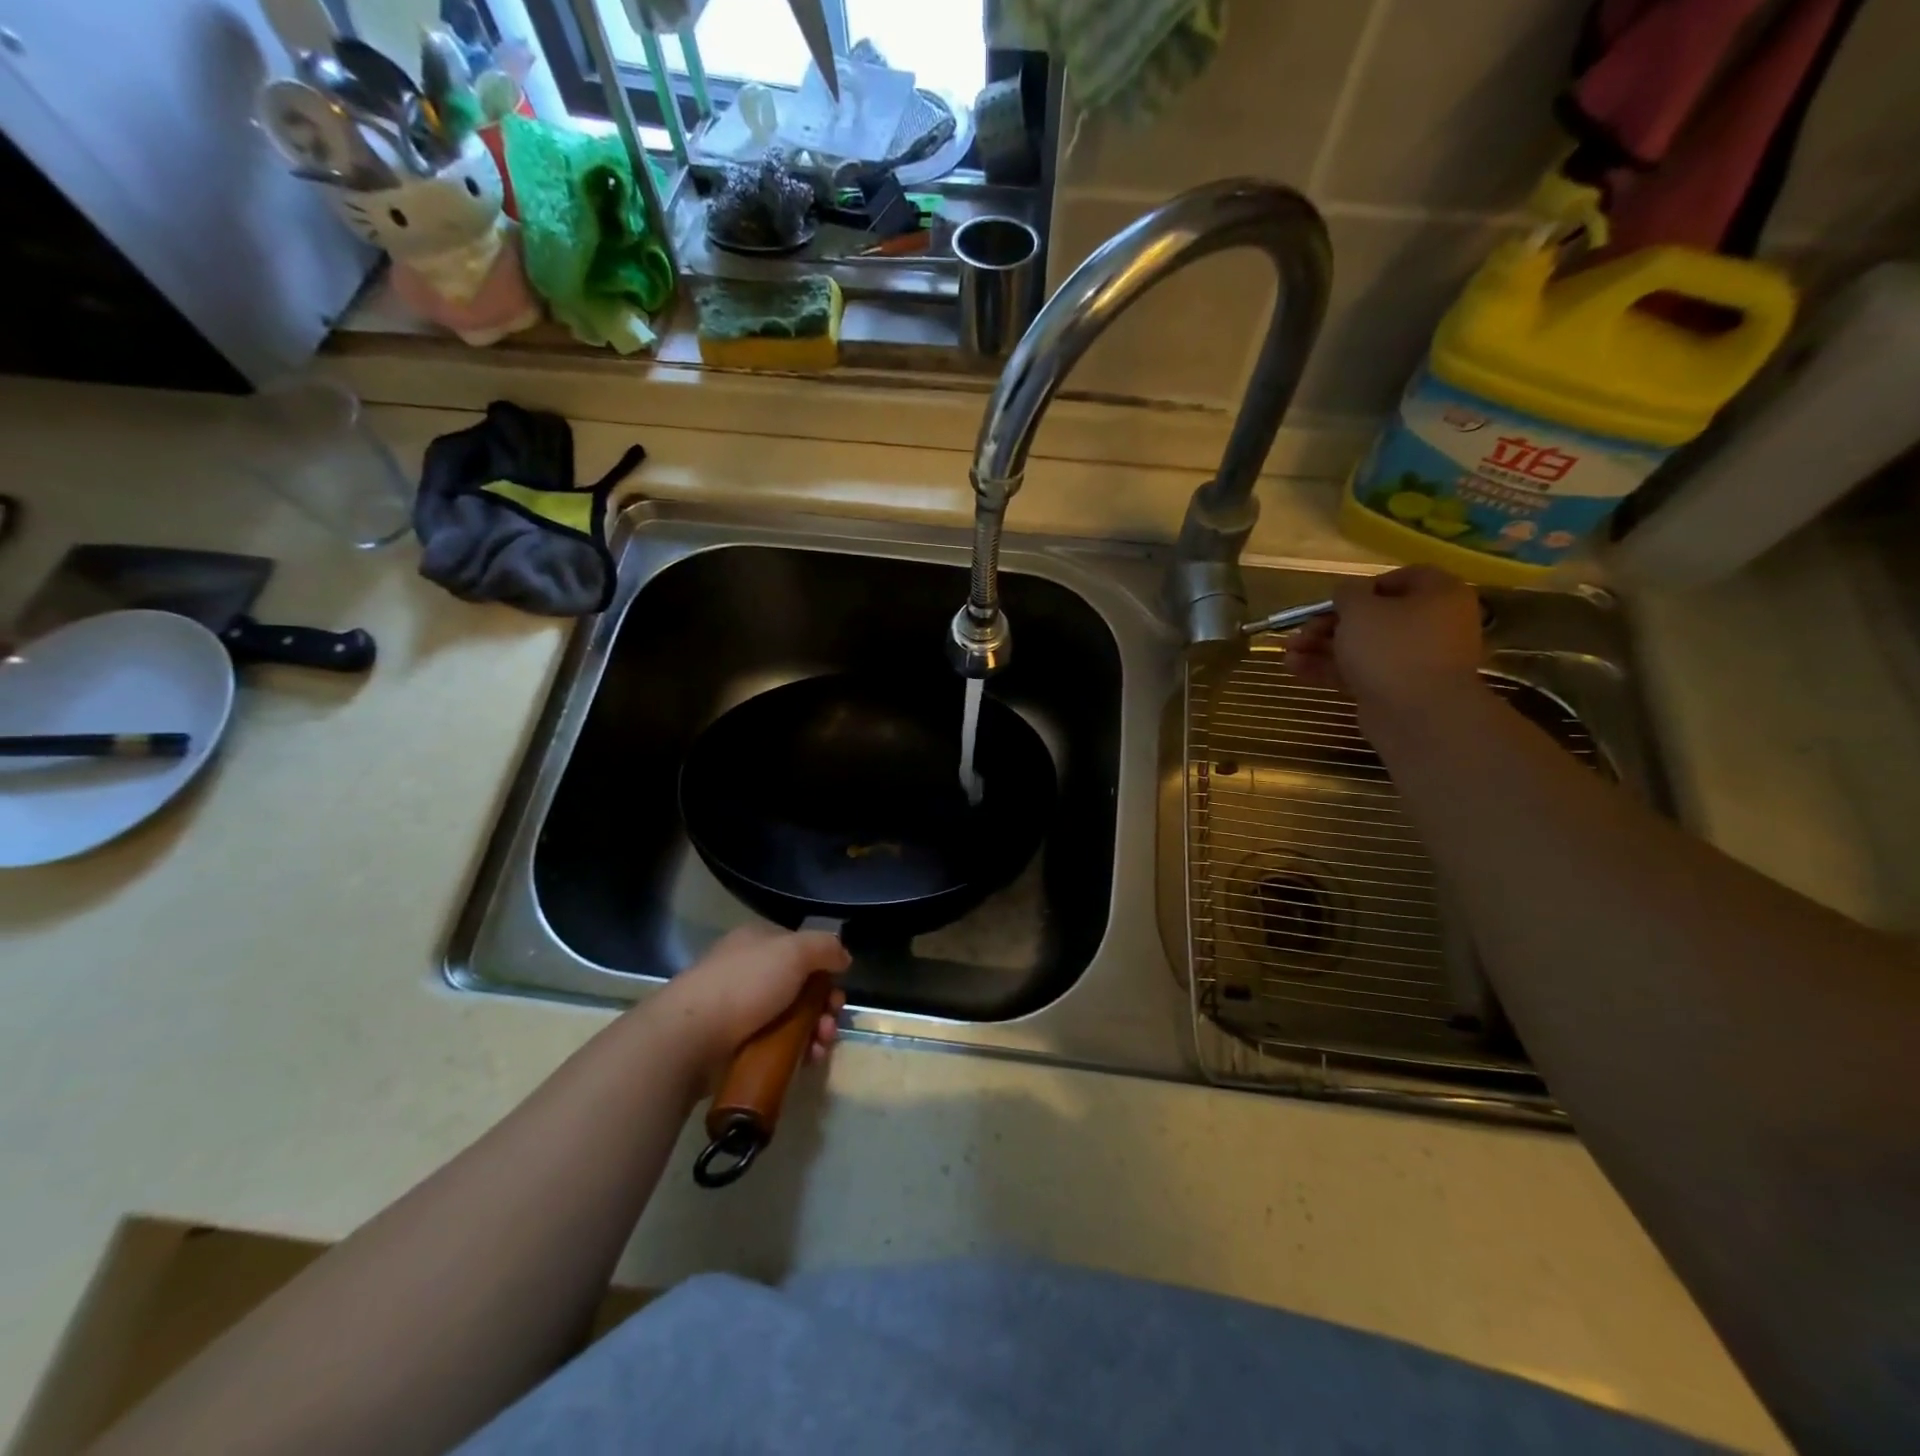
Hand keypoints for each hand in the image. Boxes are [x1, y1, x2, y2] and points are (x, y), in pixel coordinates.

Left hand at [646, 926, 850, 1090]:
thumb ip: (826, 947)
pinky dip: (795, 1051)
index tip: (837, 991)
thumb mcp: (794, 951)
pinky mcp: (734, 1043)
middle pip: (800, 986)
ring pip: (791, 1018)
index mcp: (758, 941)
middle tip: (830, 1025)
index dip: (825, 969)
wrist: (690, 1037)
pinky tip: (805, 1061)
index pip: (801, 949)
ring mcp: (740, 1007)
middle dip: (824, 1007)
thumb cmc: (745, 985)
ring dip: (814, 1032)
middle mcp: (749, 970)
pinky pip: (775, 1044)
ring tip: (819, 1048)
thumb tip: (843, 957)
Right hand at [1286, 565, 1485, 723]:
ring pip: (1363, 647)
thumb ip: (1347, 593)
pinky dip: (1330, 669)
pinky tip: (1294, 669)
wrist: (1417, 714)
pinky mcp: (1396, 689)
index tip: (1334, 600)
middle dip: (1329, 624)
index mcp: (1439, 595)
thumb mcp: (1359, 609)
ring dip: (1321, 648)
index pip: (1401, 578)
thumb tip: (1347, 593)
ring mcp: (1415, 660)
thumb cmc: (1391, 647)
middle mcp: (1433, 625)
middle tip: (1301, 631)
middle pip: (1375, 617)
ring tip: (1287, 653)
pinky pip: (1361, 672)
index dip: (1362, 587)